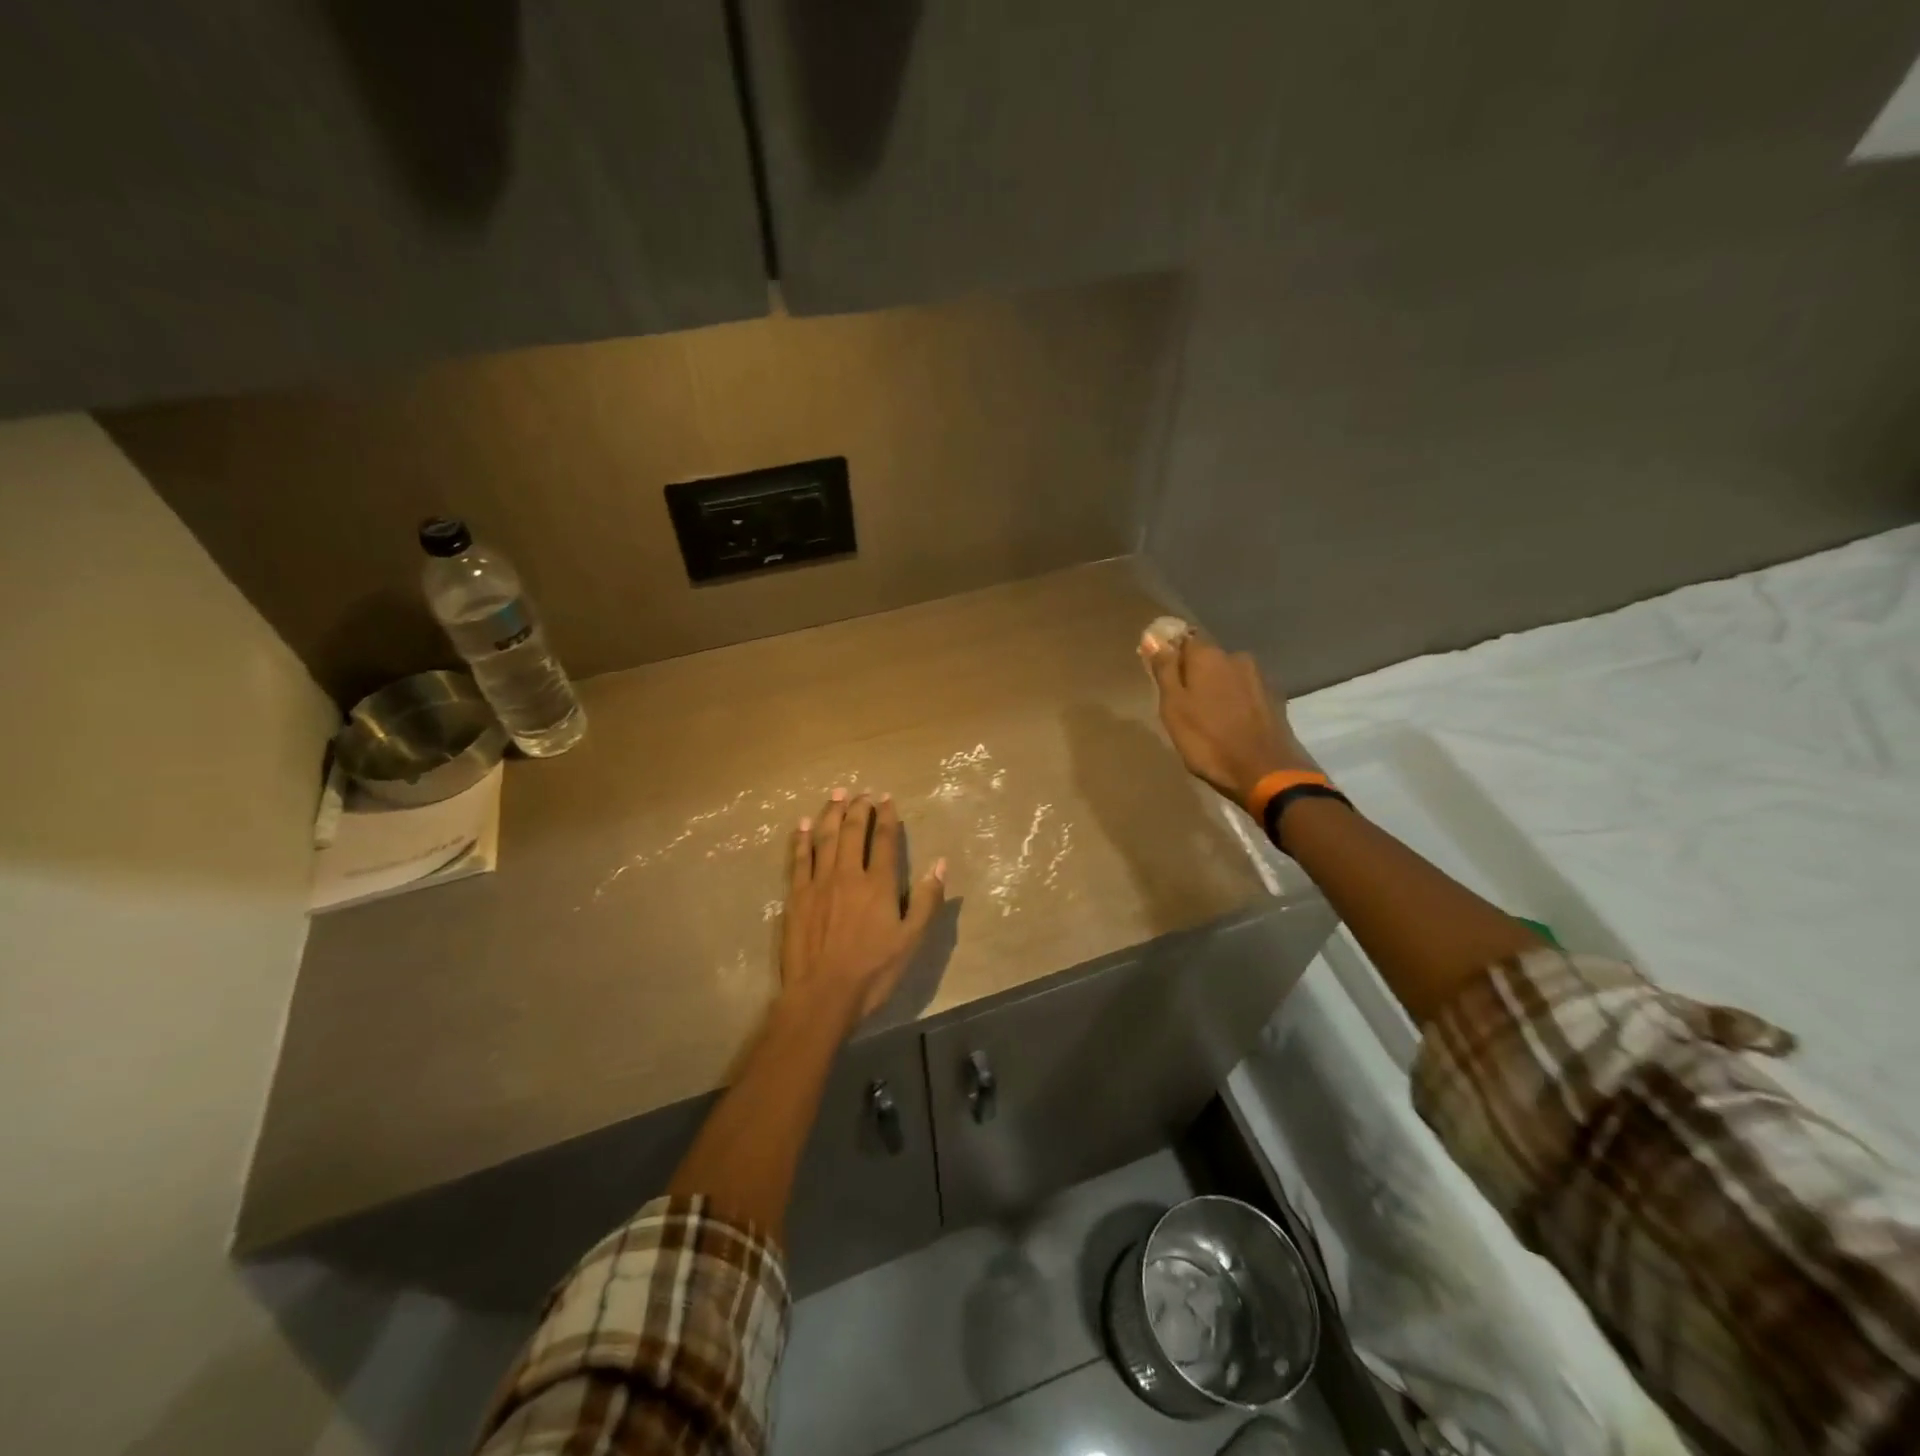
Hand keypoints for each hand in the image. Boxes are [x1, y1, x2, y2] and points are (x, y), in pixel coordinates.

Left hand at [781, 788, 945, 1024]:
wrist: (822, 995)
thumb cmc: (873, 971)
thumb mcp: (911, 941)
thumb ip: (927, 900)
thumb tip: (940, 863)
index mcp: (878, 884)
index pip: (884, 840)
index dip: (887, 816)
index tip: (887, 799)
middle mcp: (848, 874)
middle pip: (852, 831)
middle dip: (858, 808)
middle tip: (862, 792)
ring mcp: (819, 883)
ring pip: (825, 838)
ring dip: (831, 813)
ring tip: (836, 795)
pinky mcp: (797, 896)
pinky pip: (799, 858)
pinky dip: (801, 838)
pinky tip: (803, 824)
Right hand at [1140, 630, 1316, 807]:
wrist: (1264, 771)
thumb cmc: (1207, 739)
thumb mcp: (1173, 707)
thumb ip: (1164, 670)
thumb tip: (1155, 640)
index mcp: (1208, 655)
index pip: (1183, 640)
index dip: (1170, 656)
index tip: (1162, 677)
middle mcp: (1236, 657)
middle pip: (1207, 658)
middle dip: (1194, 674)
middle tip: (1183, 704)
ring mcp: (1259, 677)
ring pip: (1227, 675)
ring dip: (1216, 689)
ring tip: (1207, 717)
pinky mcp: (1274, 698)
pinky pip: (1244, 692)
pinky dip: (1235, 702)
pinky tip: (1230, 723)